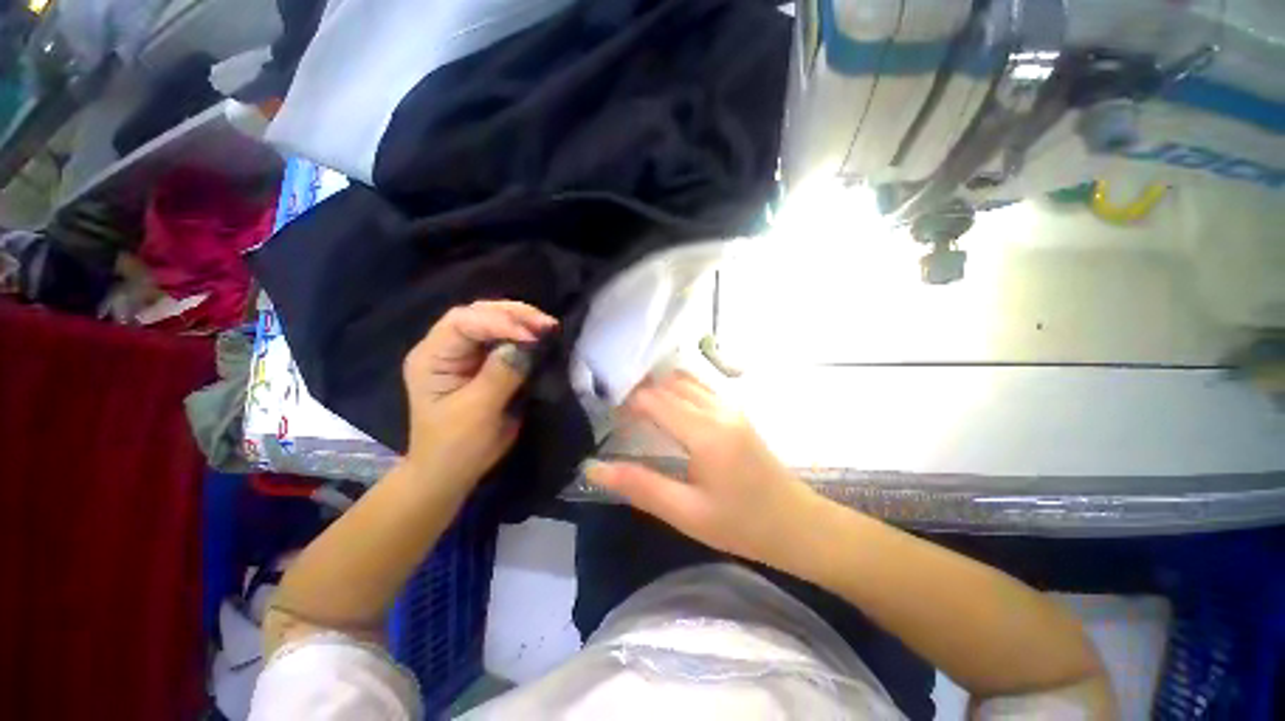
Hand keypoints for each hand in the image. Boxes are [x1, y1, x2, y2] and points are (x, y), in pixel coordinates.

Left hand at [402, 301, 556, 490]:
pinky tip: (540, 336)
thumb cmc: (457, 446)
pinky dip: (524, 335)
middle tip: (546, 324)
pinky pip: (503, 340)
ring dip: (522, 321)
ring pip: (492, 322)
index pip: (462, 323)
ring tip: (548, 327)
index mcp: (431, 357)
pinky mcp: (482, 363)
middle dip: (514, 315)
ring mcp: (464, 354)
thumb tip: (528, 345)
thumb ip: (501, 374)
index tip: (532, 337)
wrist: (451, 472)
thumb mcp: (478, 411)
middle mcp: (445, 348)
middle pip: (477, 314)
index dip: (498, 323)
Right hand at [583, 372, 818, 565]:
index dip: (627, 402)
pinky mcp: (737, 413)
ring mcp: (731, 408)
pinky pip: (701, 388)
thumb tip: (593, 468)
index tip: (607, 417)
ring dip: (660, 388)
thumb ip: (640, 486)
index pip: (654, 400)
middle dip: (641, 392)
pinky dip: (678, 390)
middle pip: (669, 384)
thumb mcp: (686, 513)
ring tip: (639, 410)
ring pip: (686, 381)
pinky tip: (669, 409)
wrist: (799, 525)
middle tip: (618, 413)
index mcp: (705, 432)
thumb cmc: (742, 525)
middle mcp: (718, 410)